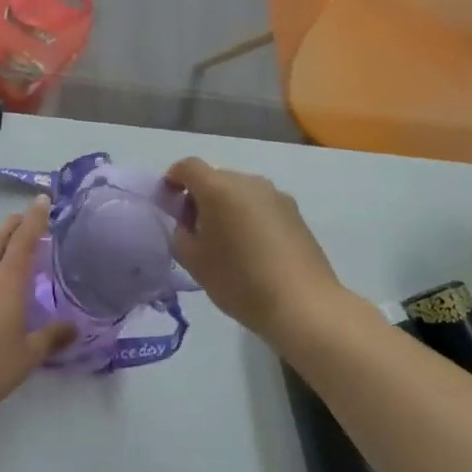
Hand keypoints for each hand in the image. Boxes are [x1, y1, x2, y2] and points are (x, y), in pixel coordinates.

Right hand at [166, 158, 345, 340]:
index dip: (173, 179)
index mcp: (219, 188)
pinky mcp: (295, 213)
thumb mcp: (194, 262)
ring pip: (240, 192)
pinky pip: (261, 206)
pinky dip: (249, 217)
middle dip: (200, 197)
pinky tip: (253, 250)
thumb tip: (186, 223)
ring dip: (226, 207)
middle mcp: (248, 181)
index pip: (187, 167)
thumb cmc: (239, 281)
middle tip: (194, 231)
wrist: (303, 304)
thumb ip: (180, 234)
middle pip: (215, 178)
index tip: (167, 203)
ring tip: (226, 243)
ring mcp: (276, 195)